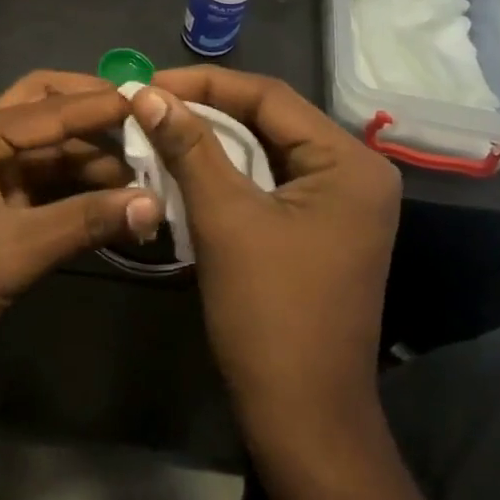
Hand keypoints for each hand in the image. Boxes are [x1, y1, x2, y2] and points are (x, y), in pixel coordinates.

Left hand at [0, 74, 161, 387]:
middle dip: (93, 116)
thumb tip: (154, 204)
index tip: (154, 101)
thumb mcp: (13, 252)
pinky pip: (41, 182)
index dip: (102, 106)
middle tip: (149, 122)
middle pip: (44, 111)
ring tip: (149, 169)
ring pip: (47, 150)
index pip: (48, 109)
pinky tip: (116, 199)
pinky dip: (76, 189)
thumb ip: (84, 222)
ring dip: (91, 158)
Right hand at [129, 68, 400, 432]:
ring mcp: (339, 203)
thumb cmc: (269, 312)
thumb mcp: (224, 218)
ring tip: (156, 129)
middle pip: (269, 120)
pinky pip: (268, 181)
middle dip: (205, 110)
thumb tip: (144, 92)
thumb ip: (188, 146)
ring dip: (211, 140)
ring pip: (265, 150)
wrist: (303, 416)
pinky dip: (225, 172)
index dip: (202, 84)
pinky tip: (184, 167)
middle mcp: (354, 172)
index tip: (145, 83)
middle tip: (145, 104)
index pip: (268, 96)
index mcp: (348, 162)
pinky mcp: (319, 228)